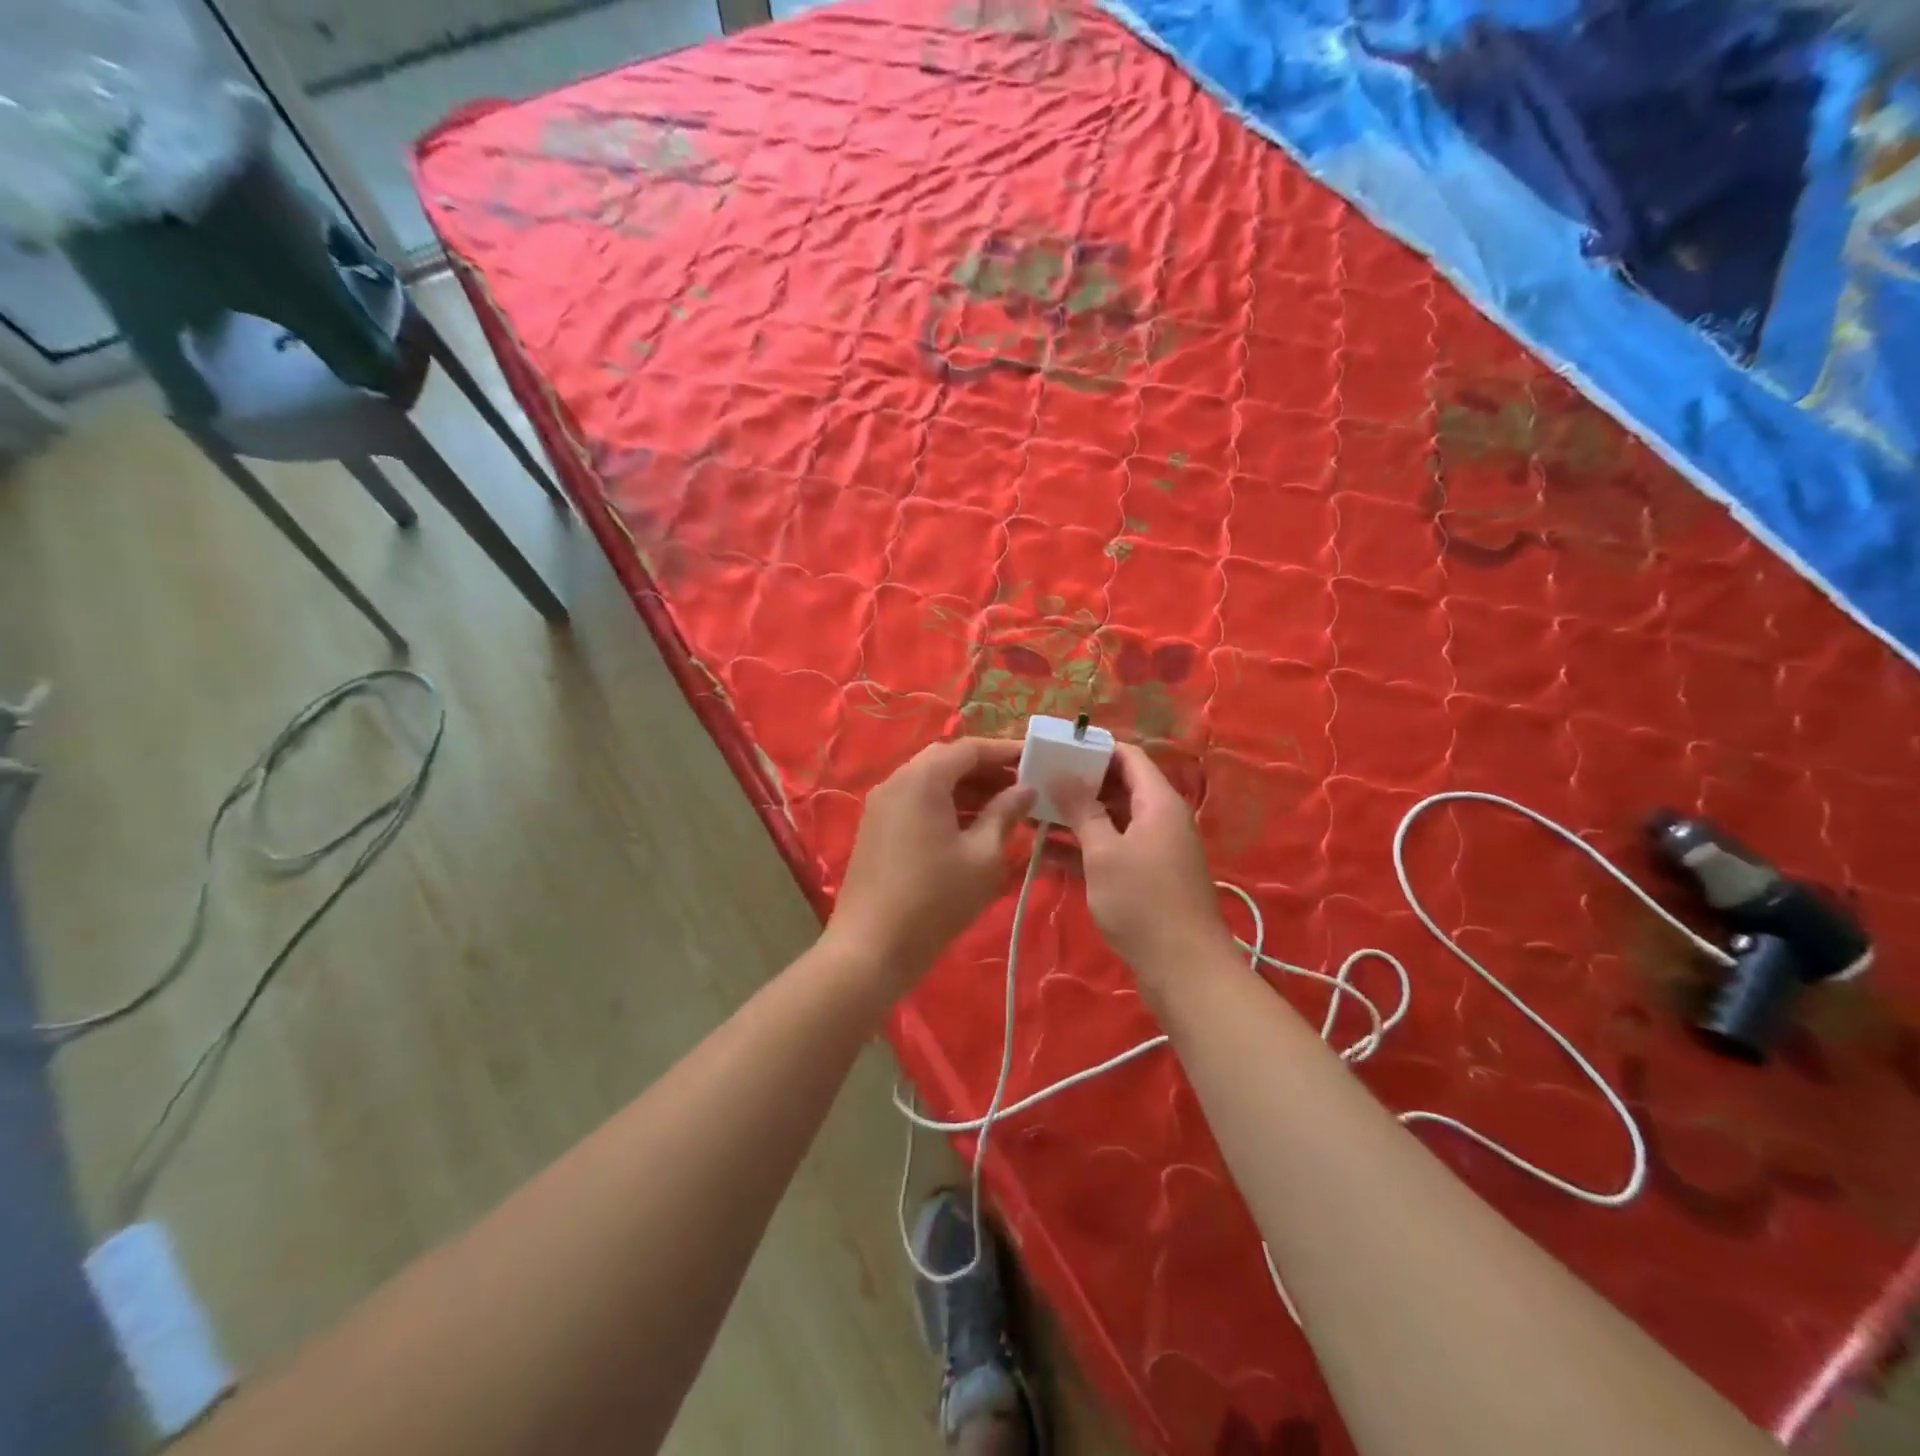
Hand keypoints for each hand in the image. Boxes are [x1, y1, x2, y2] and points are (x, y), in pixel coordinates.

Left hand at [824, 738, 1034, 989]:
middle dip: (987, 771)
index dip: (1005, 752)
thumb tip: (1025, 789)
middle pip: (947, 762)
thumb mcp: (983, 856)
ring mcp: (881, 806)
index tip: (1036, 760)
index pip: (969, 749)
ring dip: (968, 791)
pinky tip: (973, 829)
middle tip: (1023, 787)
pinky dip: (946, 807)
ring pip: (931, 783)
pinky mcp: (876, 829)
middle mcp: (896, 781)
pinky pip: (916, 803)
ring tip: (1006, 810)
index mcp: (922, 779)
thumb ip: (1006, 814)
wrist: (871, 948)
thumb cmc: (935, 899)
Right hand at [1055, 743, 1234, 983]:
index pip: (1128, 756)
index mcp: (1158, 801)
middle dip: (1078, 784)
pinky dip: (1083, 848)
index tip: (1056, 750)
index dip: (1093, 749)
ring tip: (1031, 814)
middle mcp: (1159, 818)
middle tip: (1036, 782)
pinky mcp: (1144, 876)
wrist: (1184, 969)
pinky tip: (1043, 851)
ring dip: (1075, 818)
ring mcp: (1153, 849)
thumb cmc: (1143, 902)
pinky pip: (1111, 849)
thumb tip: (1062, 773)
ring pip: (1110, 820)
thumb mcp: (1104, 852)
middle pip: (1117, 787)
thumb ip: (1082, 810)